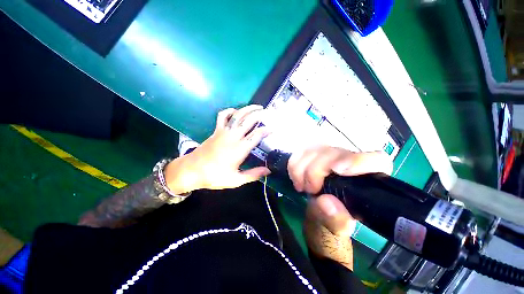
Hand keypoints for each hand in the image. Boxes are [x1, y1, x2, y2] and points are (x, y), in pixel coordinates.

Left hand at [164, 105, 270, 193]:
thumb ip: (253, 175)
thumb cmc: (214, 176)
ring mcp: (223, 132)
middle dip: (259, 115)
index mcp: (239, 149)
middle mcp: (233, 137)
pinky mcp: (216, 131)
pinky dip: (229, 111)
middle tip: (268, 112)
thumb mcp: (236, 180)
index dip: (266, 131)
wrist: (191, 170)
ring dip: (248, 109)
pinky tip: (235, 110)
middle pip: (248, 121)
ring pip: (237, 116)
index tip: (272, 129)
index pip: (256, 135)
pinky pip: (222, 116)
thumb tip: (268, 171)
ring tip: (257, 107)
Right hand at [288, 146, 391, 269]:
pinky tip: (296, 179)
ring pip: (315, 149)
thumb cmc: (331, 224)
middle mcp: (349, 164)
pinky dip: (294, 165)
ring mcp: (329, 156)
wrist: (317, 215)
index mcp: (366, 182)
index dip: (357, 161)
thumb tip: (326, 202)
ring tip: (301, 187)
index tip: (336, 170)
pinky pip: (300, 152)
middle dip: (316, 170)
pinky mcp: (313, 155)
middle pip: (335, 152)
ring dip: (302, 168)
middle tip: (310, 189)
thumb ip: (335, 220)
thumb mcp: (335, 230)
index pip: (376, 160)